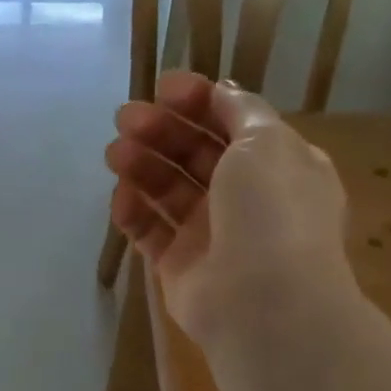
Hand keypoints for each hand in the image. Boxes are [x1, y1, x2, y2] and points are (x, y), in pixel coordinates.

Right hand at [104, 73, 351, 342]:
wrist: (264, 302)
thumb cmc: (272, 212)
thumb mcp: (267, 143)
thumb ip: (239, 110)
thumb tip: (221, 90)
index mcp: (276, 165)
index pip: (231, 123)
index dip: (197, 102)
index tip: (162, 88)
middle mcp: (245, 197)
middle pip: (194, 154)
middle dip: (161, 131)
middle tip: (125, 119)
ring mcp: (211, 233)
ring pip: (168, 190)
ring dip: (141, 166)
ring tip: (114, 154)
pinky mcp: (180, 265)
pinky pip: (150, 231)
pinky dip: (133, 212)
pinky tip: (119, 198)